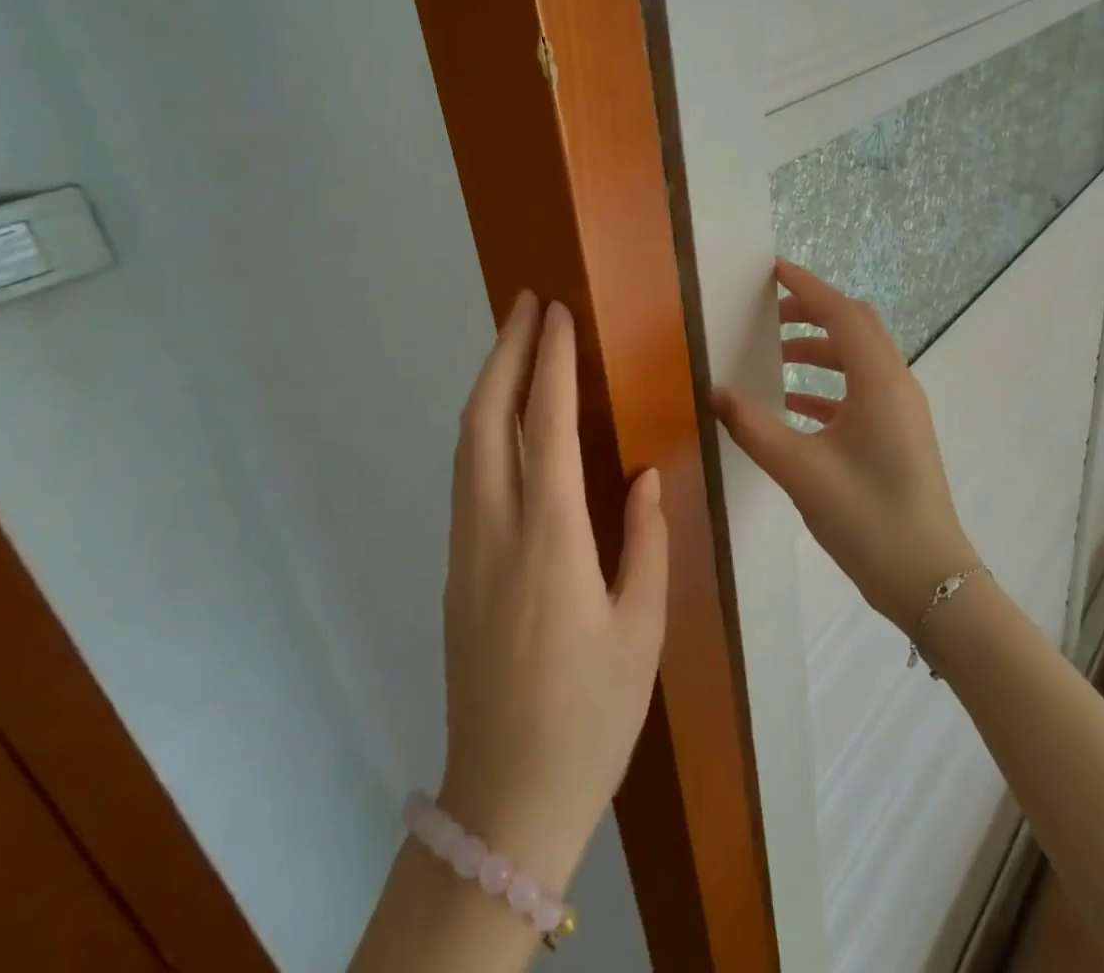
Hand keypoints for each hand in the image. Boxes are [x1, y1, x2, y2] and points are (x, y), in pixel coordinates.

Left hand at [438, 293, 667, 891]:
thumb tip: (644, 474)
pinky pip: (467, 475)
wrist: (504, 801)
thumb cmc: (591, 715)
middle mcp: (496, 532)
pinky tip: (506, 417)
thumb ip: (646, 540)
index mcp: (551, 543)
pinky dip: (483, 426)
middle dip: (504, 352)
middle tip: (526, 303)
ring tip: (515, 341)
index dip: (551, 363)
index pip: (546, 428)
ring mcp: (466, 549)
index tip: (559, 314)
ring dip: (489, 383)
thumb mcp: (642, 629)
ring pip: (467, 444)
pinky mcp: (457, 569)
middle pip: (486, 420)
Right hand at [712, 259, 977, 633]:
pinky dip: (827, 385)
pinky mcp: (899, 433)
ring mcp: (902, 409)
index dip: (806, 287)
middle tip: (768, 313)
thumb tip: (715, 392)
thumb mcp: (801, 471)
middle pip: (855, 326)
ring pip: (859, 358)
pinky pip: (861, 390)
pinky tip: (793, 406)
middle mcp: (896, 384)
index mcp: (879, 381)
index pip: (841, 313)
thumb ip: (754, 427)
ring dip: (819, 349)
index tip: (773, 269)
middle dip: (812, 312)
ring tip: (774, 356)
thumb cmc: (868, 518)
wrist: (930, 579)